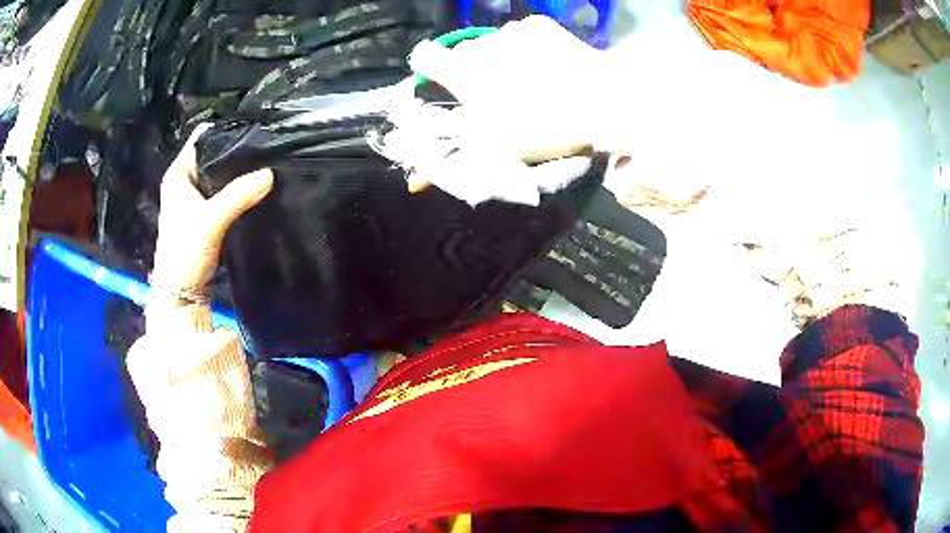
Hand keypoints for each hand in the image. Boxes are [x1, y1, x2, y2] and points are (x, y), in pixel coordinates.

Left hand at [151, 125, 273, 293]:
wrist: (181, 291)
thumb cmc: (186, 251)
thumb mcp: (211, 219)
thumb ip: (238, 195)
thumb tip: (269, 173)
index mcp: (178, 174)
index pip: (201, 138)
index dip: (224, 129)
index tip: (251, 127)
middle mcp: (183, 180)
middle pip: (211, 154)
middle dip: (234, 149)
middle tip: (262, 145)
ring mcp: (192, 197)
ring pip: (217, 173)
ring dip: (235, 170)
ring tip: (262, 162)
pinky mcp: (202, 213)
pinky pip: (221, 190)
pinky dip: (234, 187)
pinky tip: (252, 185)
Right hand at [380, 16, 610, 204]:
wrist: (603, 103)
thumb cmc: (544, 129)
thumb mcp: (493, 151)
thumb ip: (449, 159)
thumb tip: (413, 181)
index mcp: (463, 73)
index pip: (424, 55)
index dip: (429, 69)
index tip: (444, 82)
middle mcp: (481, 45)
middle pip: (462, 52)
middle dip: (472, 70)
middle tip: (497, 93)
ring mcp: (511, 32)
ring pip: (493, 44)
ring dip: (500, 59)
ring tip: (530, 80)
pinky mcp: (538, 25)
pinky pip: (520, 35)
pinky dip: (527, 48)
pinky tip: (548, 65)